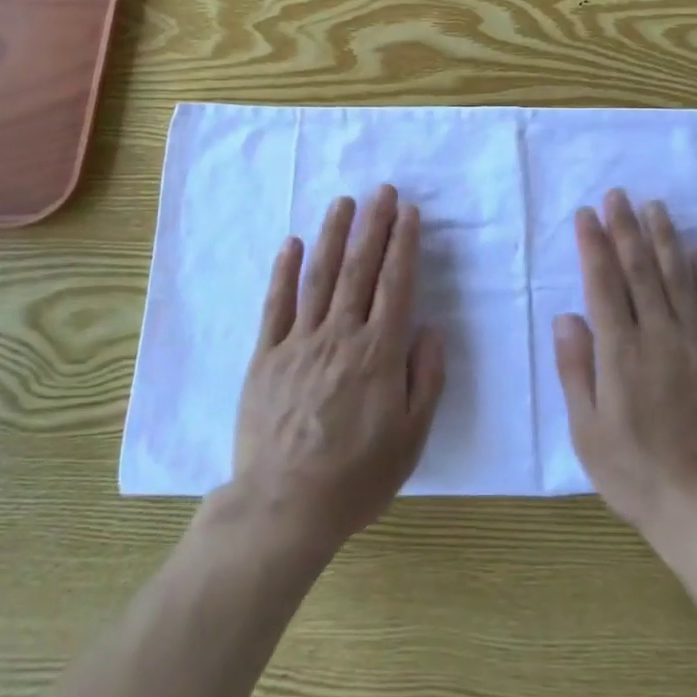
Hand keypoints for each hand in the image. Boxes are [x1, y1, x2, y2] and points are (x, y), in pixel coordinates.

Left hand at [229, 184, 446, 557]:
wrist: (283, 507)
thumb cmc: (356, 477)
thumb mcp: (411, 438)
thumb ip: (426, 379)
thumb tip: (430, 328)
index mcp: (378, 353)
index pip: (395, 285)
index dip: (403, 244)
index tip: (409, 212)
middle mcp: (340, 335)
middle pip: (359, 269)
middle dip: (373, 225)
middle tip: (383, 190)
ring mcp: (299, 342)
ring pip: (319, 276)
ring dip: (333, 235)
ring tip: (344, 202)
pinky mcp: (266, 355)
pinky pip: (276, 304)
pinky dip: (284, 271)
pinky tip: (292, 243)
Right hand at [552, 190, 696, 541]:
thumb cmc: (637, 475)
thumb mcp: (587, 431)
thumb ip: (575, 369)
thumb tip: (567, 316)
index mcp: (620, 353)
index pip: (603, 284)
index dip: (593, 245)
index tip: (587, 214)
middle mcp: (660, 337)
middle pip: (640, 271)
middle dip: (626, 229)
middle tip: (618, 195)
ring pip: (680, 280)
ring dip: (665, 240)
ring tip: (655, 207)